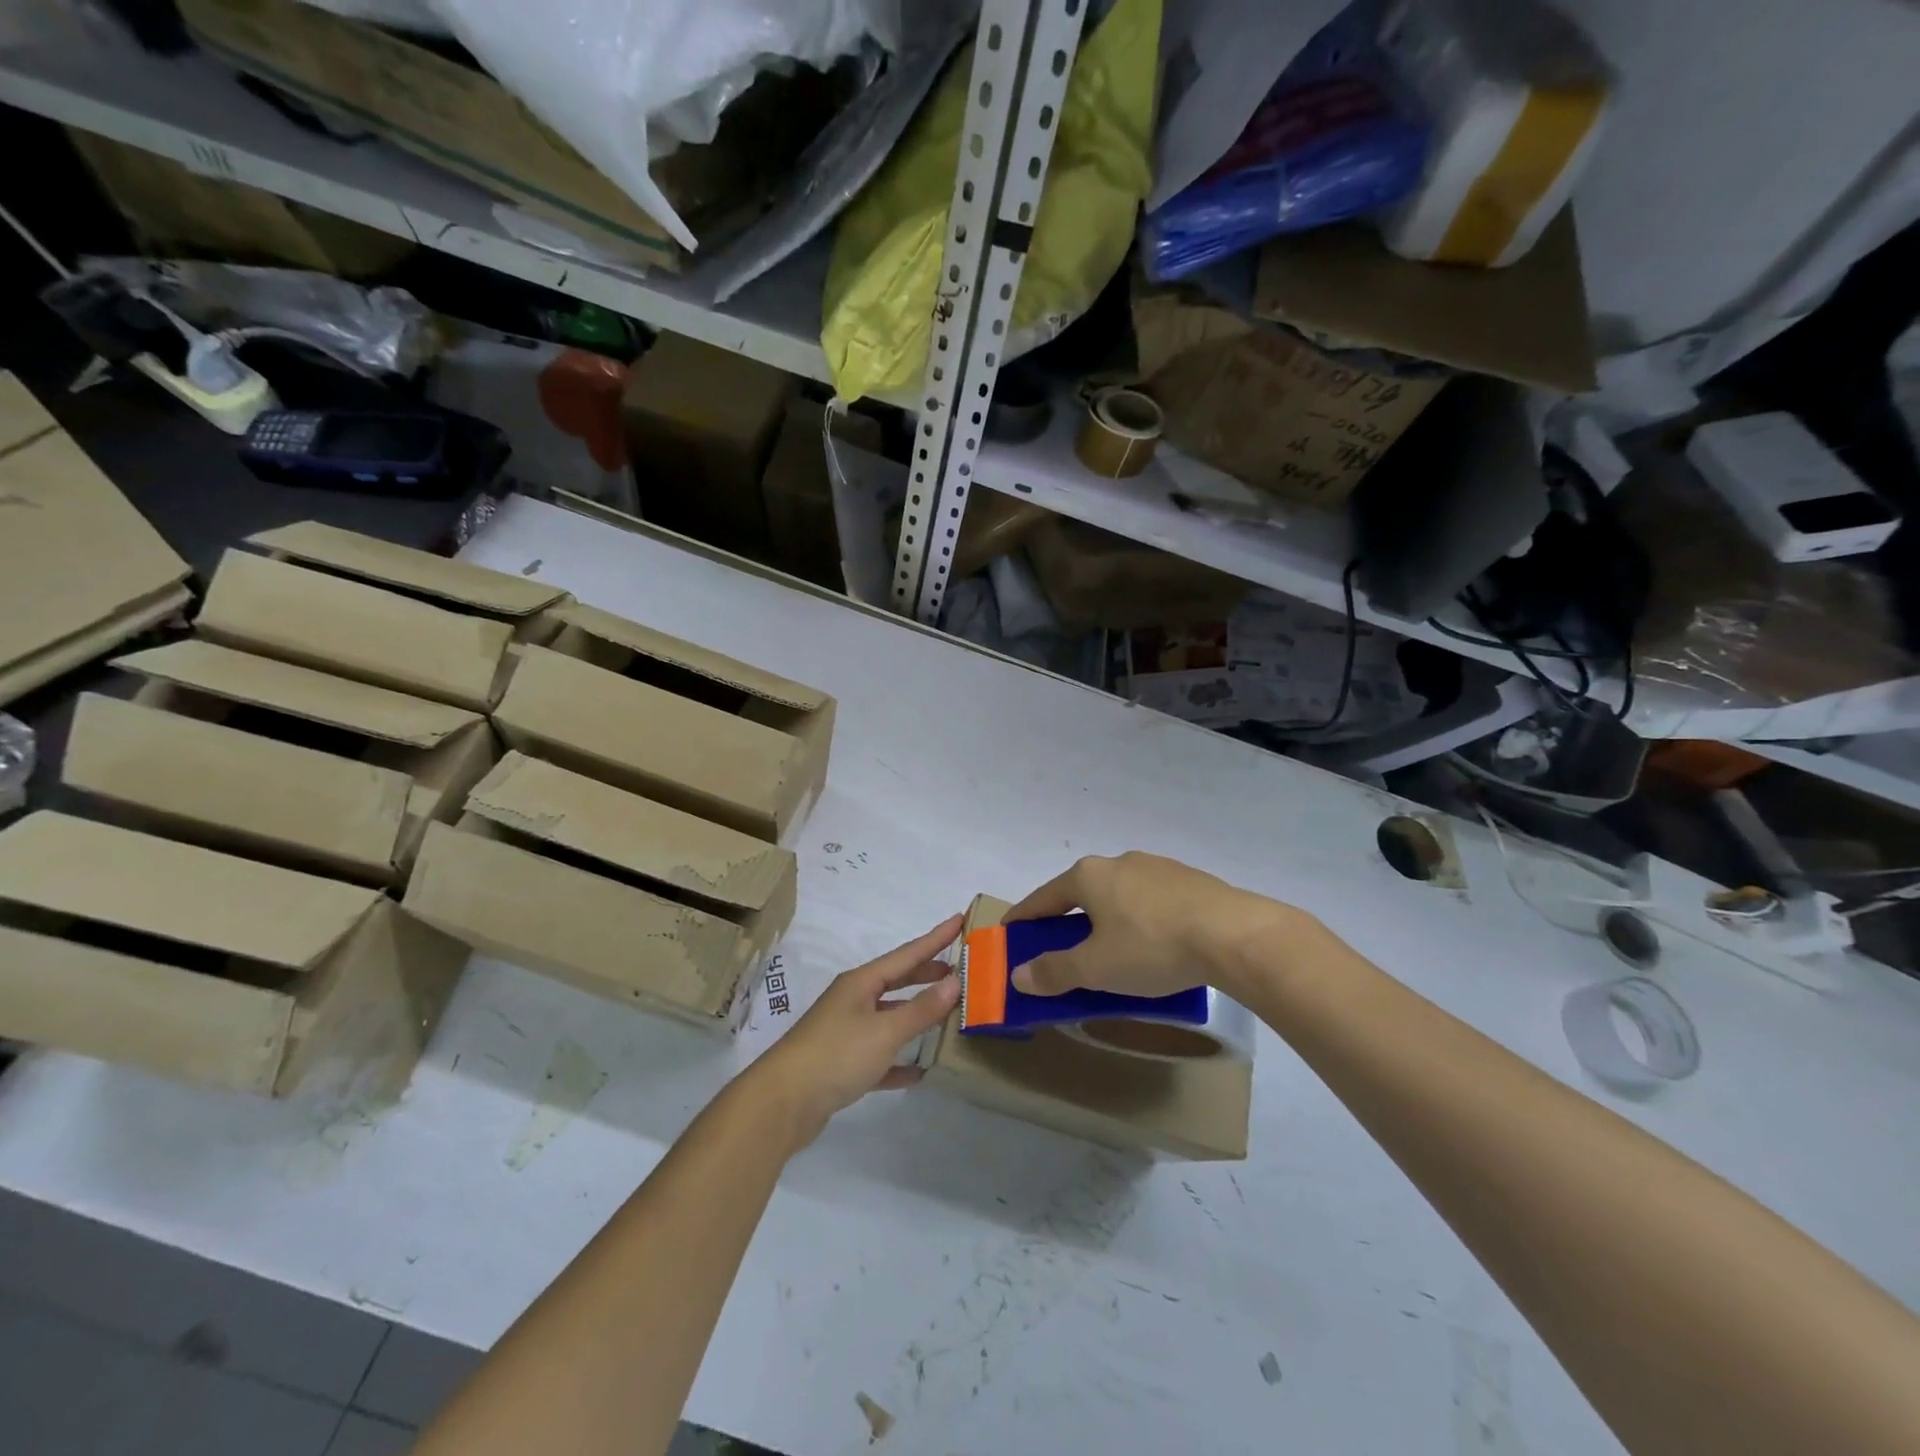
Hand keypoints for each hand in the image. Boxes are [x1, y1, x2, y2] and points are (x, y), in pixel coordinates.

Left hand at [746, 915, 963, 1146]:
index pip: (907, 954)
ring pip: (889, 1017)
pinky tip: (919, 1071)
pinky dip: (899, 1060)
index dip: (935, 938)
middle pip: (897, 981)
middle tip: (958, 968)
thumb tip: (955, 982)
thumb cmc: (836, 1055)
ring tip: (946, 1014)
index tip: (959, 920)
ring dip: (916, 1015)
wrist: (782, 1104)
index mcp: (861, 983)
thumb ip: (921, 1009)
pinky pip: (879, 1057)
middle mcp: (853, 1001)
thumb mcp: (885, 1031)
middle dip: (927, 974)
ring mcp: (845, 1033)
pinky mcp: (842, 1065)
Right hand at [1005, 853, 1289, 998]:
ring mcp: (1157, 868)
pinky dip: (1139, 921)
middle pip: (1081, 894)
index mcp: (1088, 877)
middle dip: (1067, 921)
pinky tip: (1153, 946)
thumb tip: (1017, 974)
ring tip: (1111, 952)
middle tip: (1061, 950)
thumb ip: (1054, 971)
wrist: (1234, 934)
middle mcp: (1118, 862)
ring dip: (1106, 920)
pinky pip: (1150, 902)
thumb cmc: (1151, 947)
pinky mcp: (1188, 880)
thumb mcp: (1096, 968)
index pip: (1043, 898)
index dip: (1024, 917)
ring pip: (1118, 896)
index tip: (1010, 932)